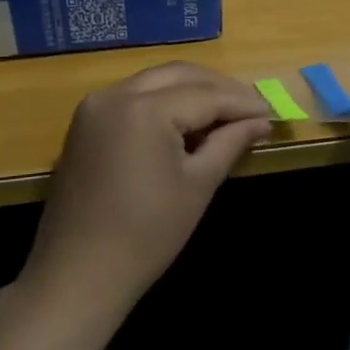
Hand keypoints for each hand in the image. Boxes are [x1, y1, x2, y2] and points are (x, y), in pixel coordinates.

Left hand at [17, 63, 271, 338]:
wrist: (77, 274)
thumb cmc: (146, 235)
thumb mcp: (197, 185)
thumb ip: (230, 142)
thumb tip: (260, 121)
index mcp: (144, 109)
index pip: (204, 95)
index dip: (242, 102)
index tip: (272, 112)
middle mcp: (115, 94)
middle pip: (178, 75)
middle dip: (217, 88)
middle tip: (251, 108)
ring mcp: (95, 106)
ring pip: (154, 81)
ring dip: (190, 90)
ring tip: (224, 114)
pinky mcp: (85, 122)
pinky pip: (132, 96)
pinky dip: (163, 101)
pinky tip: (185, 122)